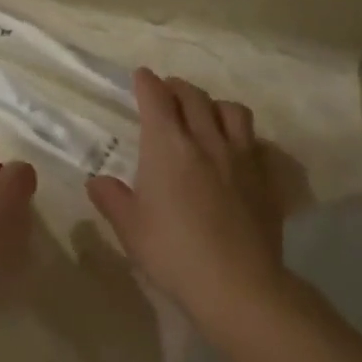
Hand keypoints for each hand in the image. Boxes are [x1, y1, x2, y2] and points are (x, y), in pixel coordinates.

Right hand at [86, 70, 285, 330]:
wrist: (239, 285)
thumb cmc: (174, 253)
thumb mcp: (130, 228)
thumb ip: (112, 198)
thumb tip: (97, 181)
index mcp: (168, 145)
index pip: (156, 98)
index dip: (147, 83)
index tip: (141, 76)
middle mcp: (205, 139)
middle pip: (193, 96)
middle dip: (177, 87)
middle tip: (168, 91)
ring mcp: (240, 156)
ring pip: (231, 110)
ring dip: (214, 104)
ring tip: (206, 114)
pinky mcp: (264, 178)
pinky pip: (255, 141)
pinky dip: (241, 136)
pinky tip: (236, 150)